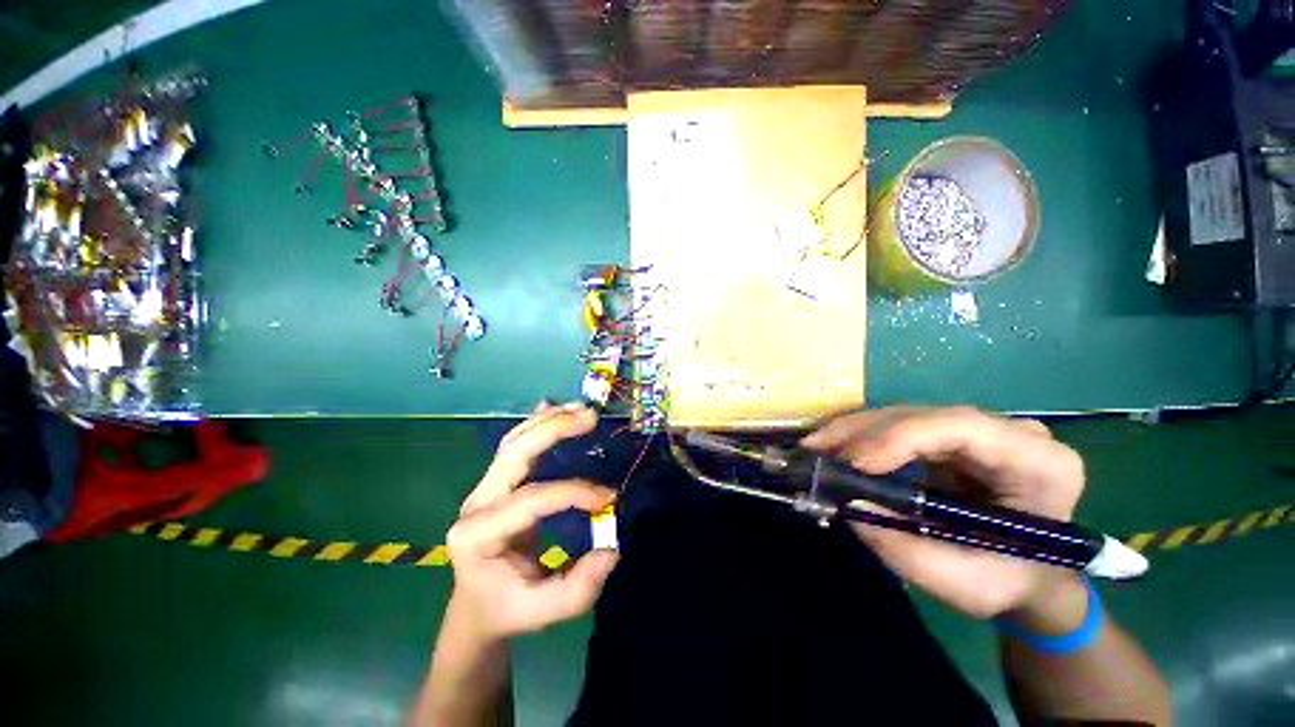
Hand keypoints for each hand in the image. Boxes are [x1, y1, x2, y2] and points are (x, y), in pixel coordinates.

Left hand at [446, 402, 619, 640]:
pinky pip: (514, 445)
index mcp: (478, 536)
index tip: (609, 497)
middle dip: (554, 430)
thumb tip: (612, 550)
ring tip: (581, 409)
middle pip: (514, 453)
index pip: (531, 500)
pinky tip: (553, 407)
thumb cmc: (507, 609)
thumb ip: (578, 588)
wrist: (476, 607)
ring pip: (514, 442)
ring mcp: (483, 489)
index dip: (573, 492)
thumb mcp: (542, 611)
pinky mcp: (495, 483)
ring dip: (549, 421)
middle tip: (591, 417)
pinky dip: (536, 423)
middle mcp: (475, 504)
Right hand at [802, 406, 1086, 620]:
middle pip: (923, 416)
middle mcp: (1010, 433)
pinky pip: (900, 429)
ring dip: (854, 432)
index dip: (899, 438)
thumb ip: (902, 546)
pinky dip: (863, 439)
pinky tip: (837, 449)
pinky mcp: (952, 439)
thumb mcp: (958, 580)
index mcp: (1037, 462)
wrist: (1028, 582)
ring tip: (815, 448)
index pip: (960, 427)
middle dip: (863, 432)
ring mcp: (979, 432)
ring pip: (905, 417)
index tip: (853, 463)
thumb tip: (847, 503)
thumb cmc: (1006, 585)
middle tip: (815, 449)